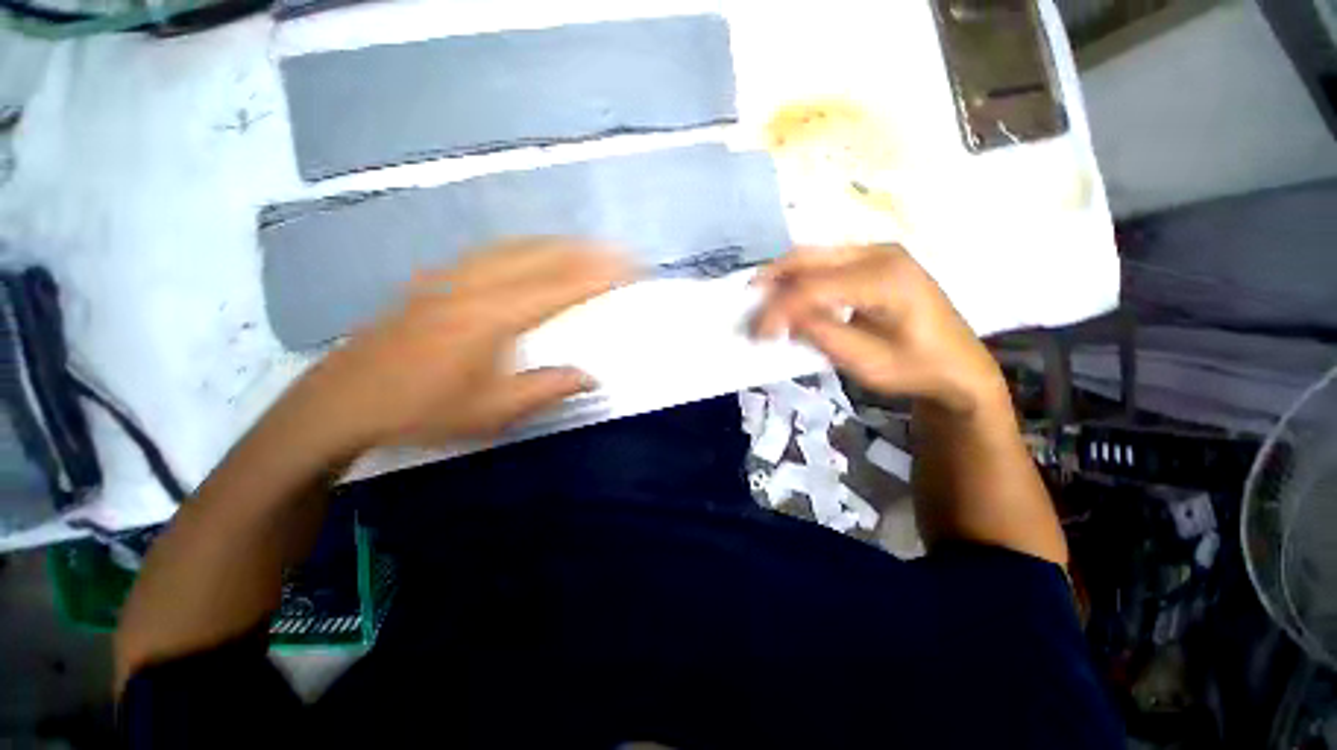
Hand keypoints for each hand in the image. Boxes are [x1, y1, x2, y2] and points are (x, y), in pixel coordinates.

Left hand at [286, 238, 633, 451]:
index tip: (631, 268)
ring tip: (586, 249)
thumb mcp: (493, 411)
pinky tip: (531, 253)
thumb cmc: (422, 411)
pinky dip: (524, 247)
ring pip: (516, 246)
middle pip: (542, 254)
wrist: (342, 403)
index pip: (561, 286)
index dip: (600, 275)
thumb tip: (591, 376)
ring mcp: (451, 277)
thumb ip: (547, 387)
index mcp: (494, 316)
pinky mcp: (434, 280)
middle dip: (586, 251)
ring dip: (558, 244)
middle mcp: (475, 285)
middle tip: (619, 254)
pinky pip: (491, 251)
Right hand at [752, 244, 1006, 415]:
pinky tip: (788, 297)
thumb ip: (822, 335)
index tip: (755, 334)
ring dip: (782, 278)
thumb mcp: (866, 363)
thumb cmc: (917, 369)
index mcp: (886, 279)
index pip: (813, 287)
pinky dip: (799, 279)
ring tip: (761, 303)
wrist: (959, 366)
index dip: (778, 309)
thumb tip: (783, 317)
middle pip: (808, 257)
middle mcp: (880, 254)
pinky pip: (824, 262)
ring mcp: (877, 253)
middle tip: (747, 306)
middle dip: (771, 281)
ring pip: (813, 255)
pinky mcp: (873, 261)